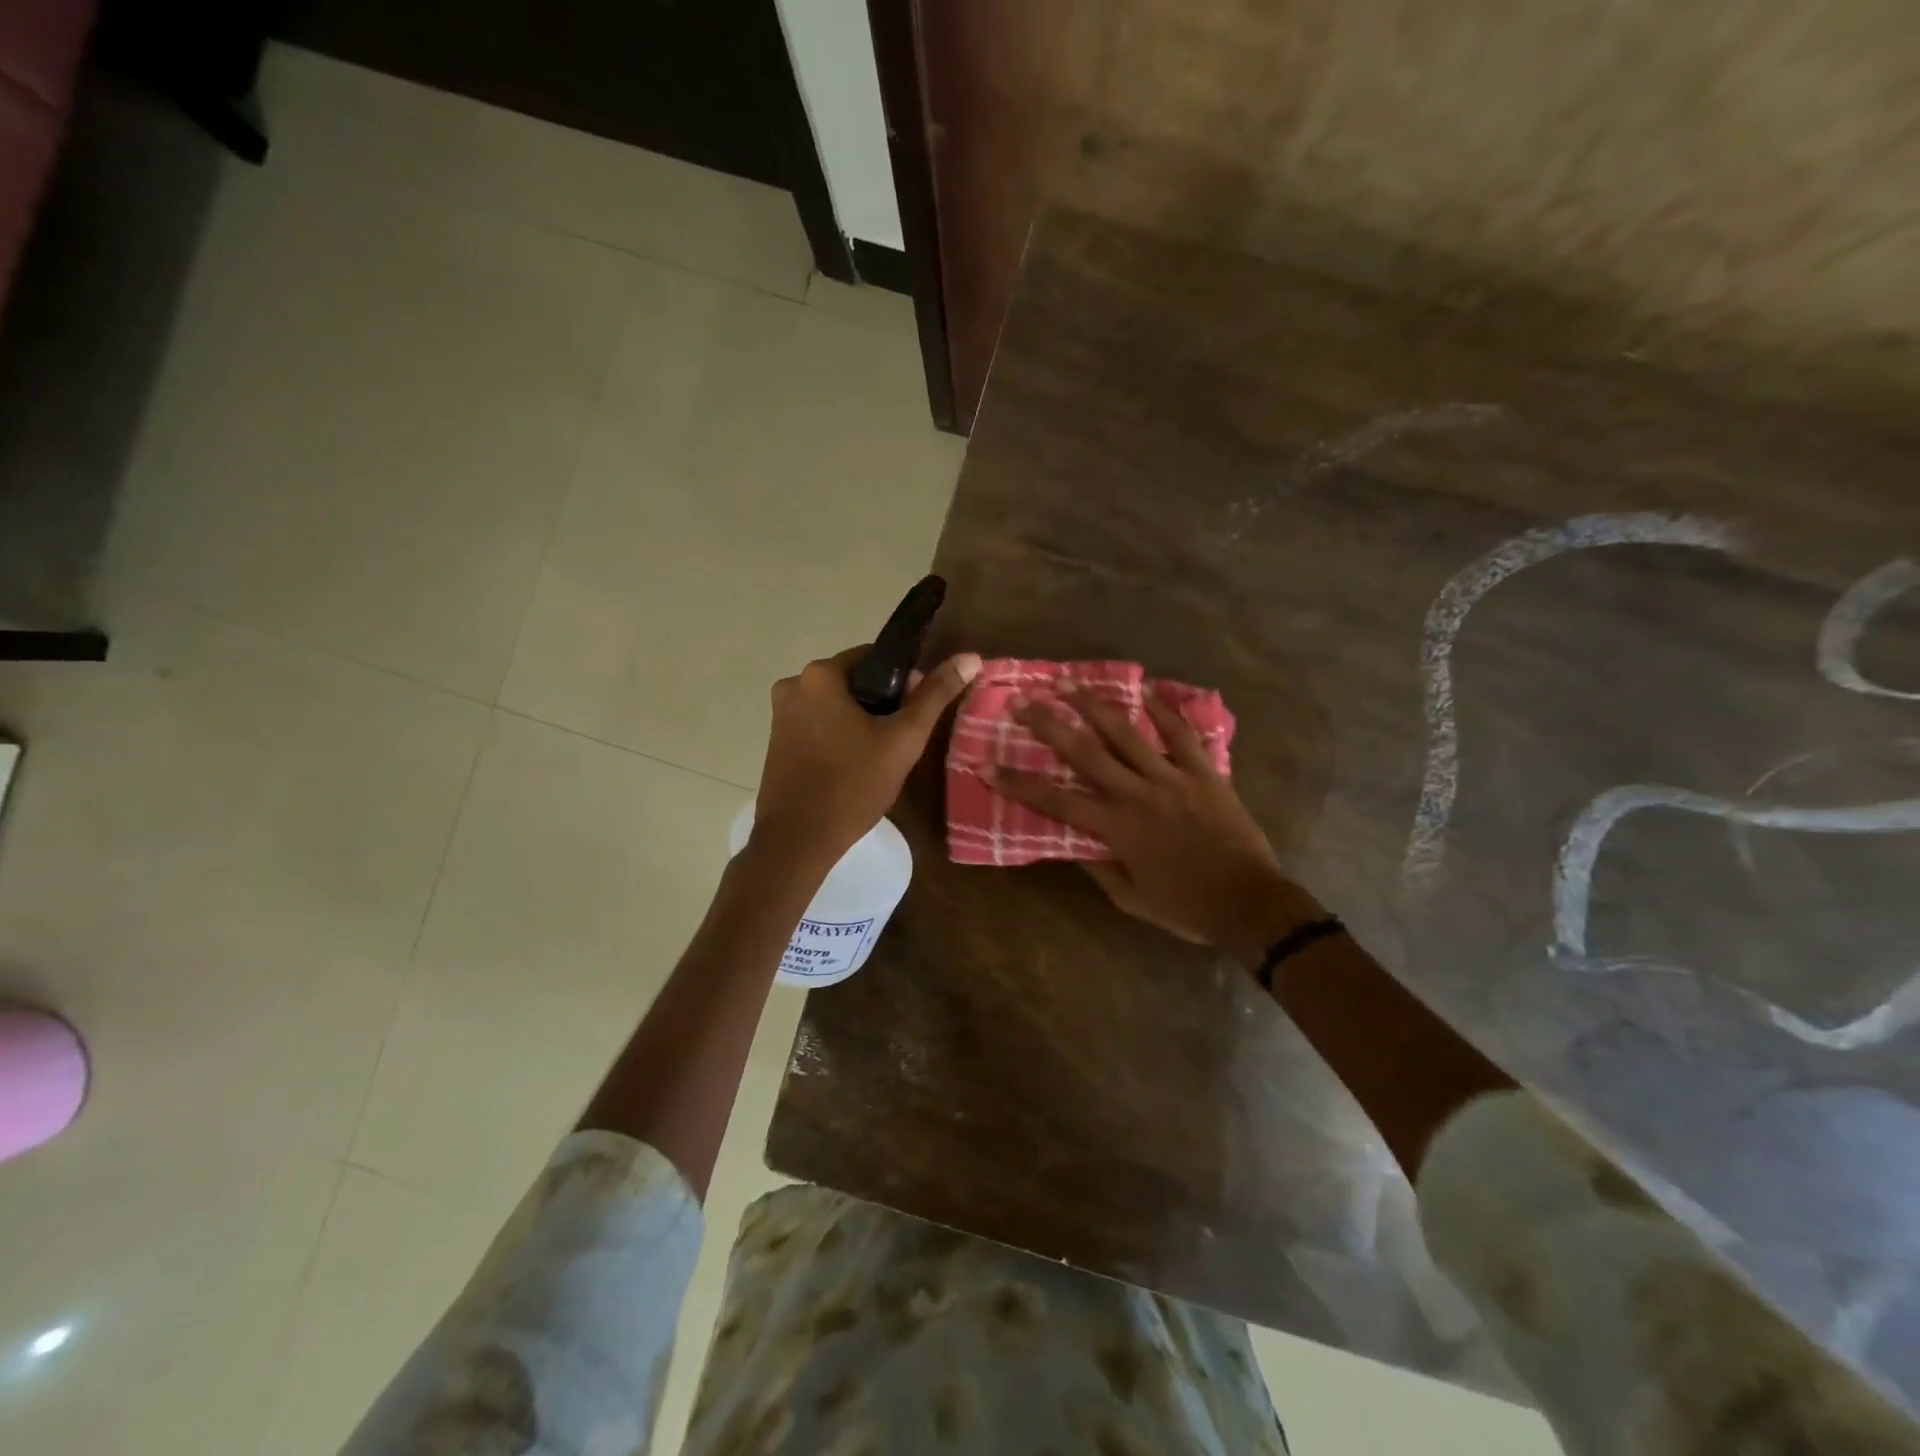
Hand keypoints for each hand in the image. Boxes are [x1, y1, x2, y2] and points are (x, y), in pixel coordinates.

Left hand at [753, 644, 982, 870]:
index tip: (917, 713)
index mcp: (820, 674)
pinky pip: (818, 725)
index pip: (875, 658)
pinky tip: (854, 765)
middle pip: (854, 682)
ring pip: (836, 706)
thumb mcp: (903, 739)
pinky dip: (839, 736)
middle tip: (902, 740)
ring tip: (881, 756)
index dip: (904, 681)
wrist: (798, 841)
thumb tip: (970, 658)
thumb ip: (935, 695)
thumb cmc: (853, 785)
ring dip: (861, 722)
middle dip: (882, 704)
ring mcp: (780, 715)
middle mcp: (793, 685)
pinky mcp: (777, 742)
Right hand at [993, 686, 1321, 953]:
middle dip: (1050, 725)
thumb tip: (1070, 843)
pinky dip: (1164, 711)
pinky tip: (1145, 690)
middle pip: (1086, 753)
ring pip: (1128, 734)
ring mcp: (1173, 778)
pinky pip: (1182, 735)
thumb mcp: (1131, 899)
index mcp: (1117, 828)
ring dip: (1095, 706)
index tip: (986, 765)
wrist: (1249, 902)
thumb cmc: (1186, 906)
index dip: (1018, 783)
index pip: (1056, 801)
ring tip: (1070, 683)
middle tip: (1023, 702)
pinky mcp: (1204, 773)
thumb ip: (1098, 868)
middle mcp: (1138, 794)